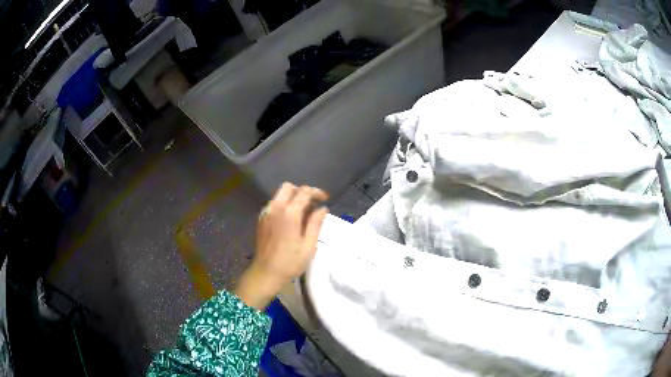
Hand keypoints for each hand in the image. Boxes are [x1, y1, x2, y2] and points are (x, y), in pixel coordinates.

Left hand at [234, 183, 328, 309]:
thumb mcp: (308, 246)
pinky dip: (284, 204)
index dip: (316, 192)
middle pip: (289, 187)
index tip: (325, 199)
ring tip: (304, 211)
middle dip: (303, 191)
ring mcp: (266, 212)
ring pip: (280, 194)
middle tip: (313, 203)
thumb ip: (315, 224)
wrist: (265, 273)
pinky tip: (291, 218)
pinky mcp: (261, 218)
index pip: (304, 192)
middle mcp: (276, 208)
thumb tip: (323, 208)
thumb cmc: (290, 263)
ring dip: (293, 197)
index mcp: (289, 214)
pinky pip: (274, 203)